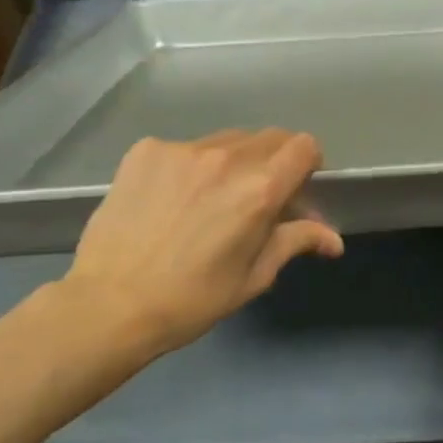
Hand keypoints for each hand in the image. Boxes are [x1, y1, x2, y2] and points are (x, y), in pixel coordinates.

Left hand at [58, 129, 342, 358]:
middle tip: (256, 197)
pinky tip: (172, 199)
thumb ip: (296, 242)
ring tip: (209, 199)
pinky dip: (190, 167)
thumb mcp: (254, 276)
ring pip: (227, 140)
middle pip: (270, 137)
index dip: (307, 164)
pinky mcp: (146, 151)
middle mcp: (227, 158)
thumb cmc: (192, 299)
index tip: (295, 189)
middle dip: (274, 162)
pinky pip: (185, 147)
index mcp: (260, 189)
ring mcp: (183, 150)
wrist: (108, 306)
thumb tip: (334, 240)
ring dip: (233, 162)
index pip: (305, 146)